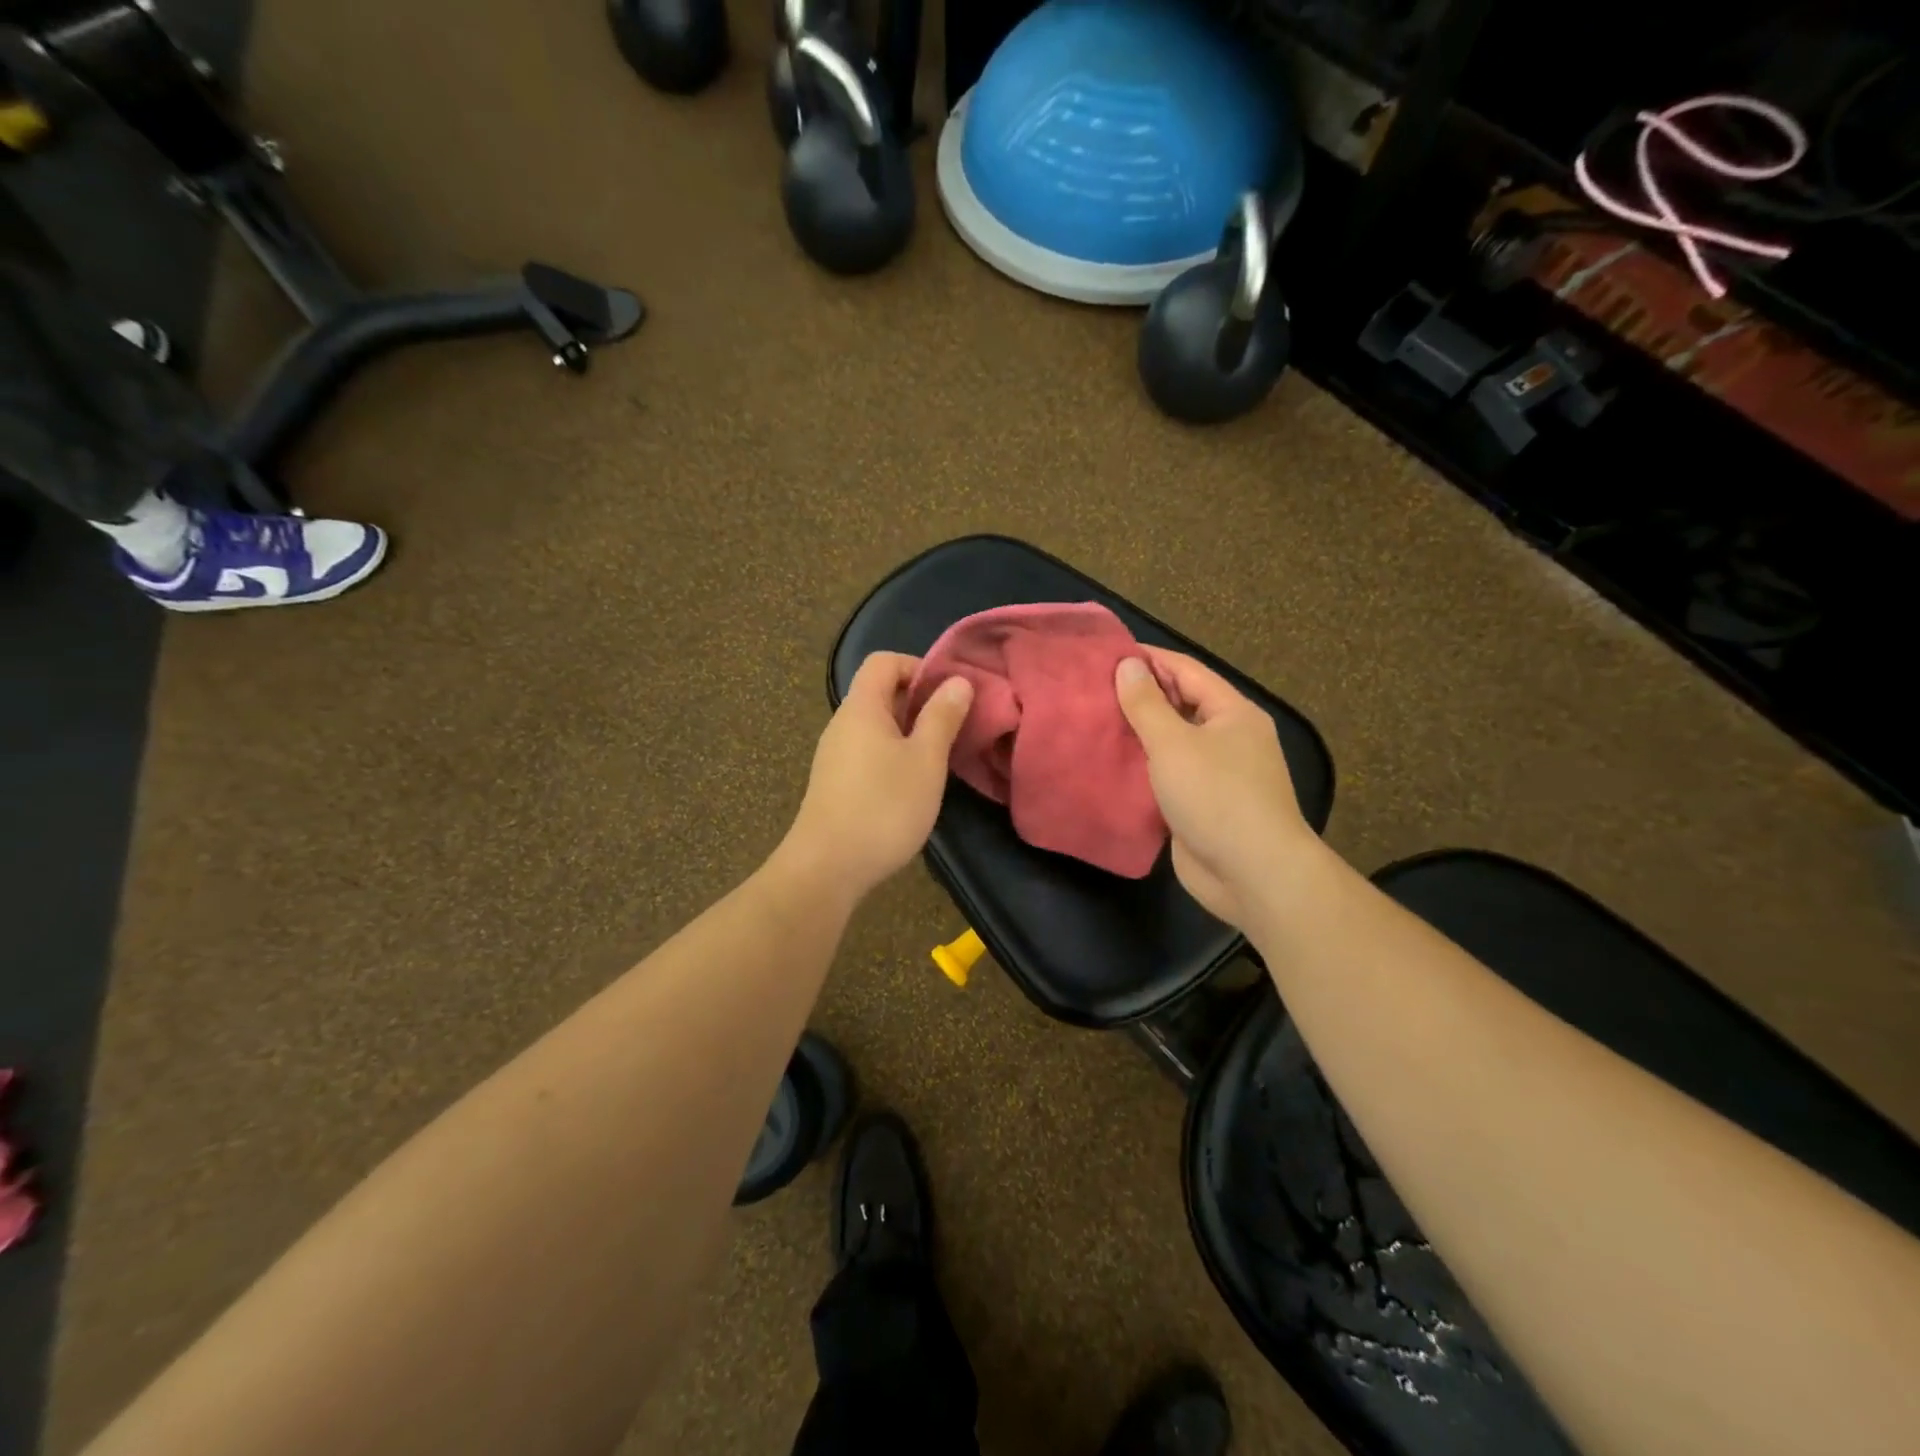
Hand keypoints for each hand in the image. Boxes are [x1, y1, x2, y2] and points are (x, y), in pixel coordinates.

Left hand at [781, 652, 974, 901]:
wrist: (827, 868)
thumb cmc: (884, 807)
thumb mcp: (925, 760)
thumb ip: (942, 717)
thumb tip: (958, 681)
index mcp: (861, 708)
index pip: (884, 661)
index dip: (919, 667)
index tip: (949, 694)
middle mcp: (842, 724)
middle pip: (880, 692)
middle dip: (920, 702)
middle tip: (953, 726)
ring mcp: (835, 755)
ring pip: (876, 726)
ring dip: (909, 732)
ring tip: (938, 757)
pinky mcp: (835, 783)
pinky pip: (868, 751)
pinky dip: (894, 755)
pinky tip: (912, 785)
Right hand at [1115, 649, 1313, 929]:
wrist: (1252, 873)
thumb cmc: (1216, 796)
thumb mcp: (1174, 743)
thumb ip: (1147, 704)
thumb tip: (1128, 665)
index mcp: (1232, 713)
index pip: (1186, 671)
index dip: (1148, 659)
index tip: (1105, 655)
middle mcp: (1228, 738)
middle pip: (1180, 705)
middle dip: (1139, 697)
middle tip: (1091, 690)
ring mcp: (1216, 774)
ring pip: (1171, 743)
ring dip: (1137, 735)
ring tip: (1093, 723)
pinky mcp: (1201, 805)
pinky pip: (1168, 776)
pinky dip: (1142, 769)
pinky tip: (1110, 765)